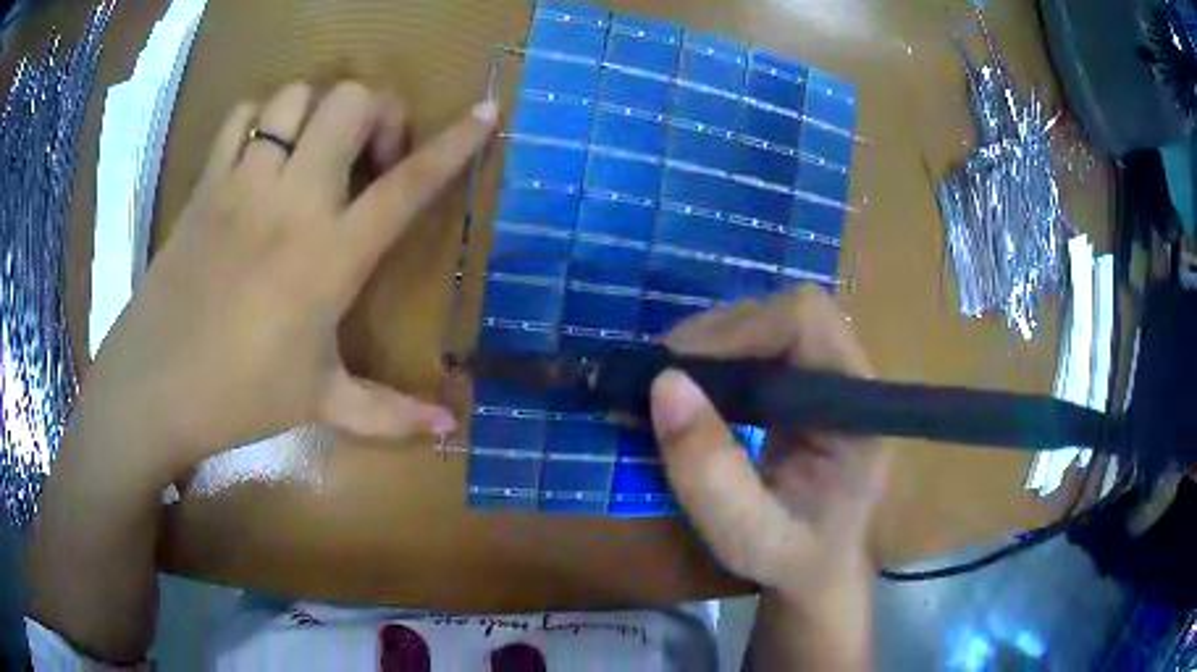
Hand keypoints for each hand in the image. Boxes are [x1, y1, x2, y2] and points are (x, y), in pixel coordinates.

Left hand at [81, 81, 497, 478]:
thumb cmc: (240, 397)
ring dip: (318, 111)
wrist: (154, 387)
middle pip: (350, 103)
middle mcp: (291, 203)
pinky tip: (262, 154)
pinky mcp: (205, 184)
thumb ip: (390, 414)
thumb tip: (452, 429)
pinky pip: (242, 116)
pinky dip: (261, 119)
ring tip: (314, 150)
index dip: (454, 144)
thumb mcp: (320, 404)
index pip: (407, 186)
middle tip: (369, 154)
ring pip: (295, 97)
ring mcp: (242, 185)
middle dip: (375, 113)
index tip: (486, 112)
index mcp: (329, 257)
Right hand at [650, 287, 890, 603]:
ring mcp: (825, 379)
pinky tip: (688, 391)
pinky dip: (714, 362)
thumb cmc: (795, 559)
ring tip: (664, 384)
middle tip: (658, 375)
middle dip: (715, 336)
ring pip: (765, 325)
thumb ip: (711, 474)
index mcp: (857, 407)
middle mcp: (848, 378)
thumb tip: (664, 384)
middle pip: (783, 315)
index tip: (675, 366)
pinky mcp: (801, 387)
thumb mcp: (748, 535)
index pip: (807, 322)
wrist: (818, 570)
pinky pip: (756, 350)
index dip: (739, 329)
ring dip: (709, 347)